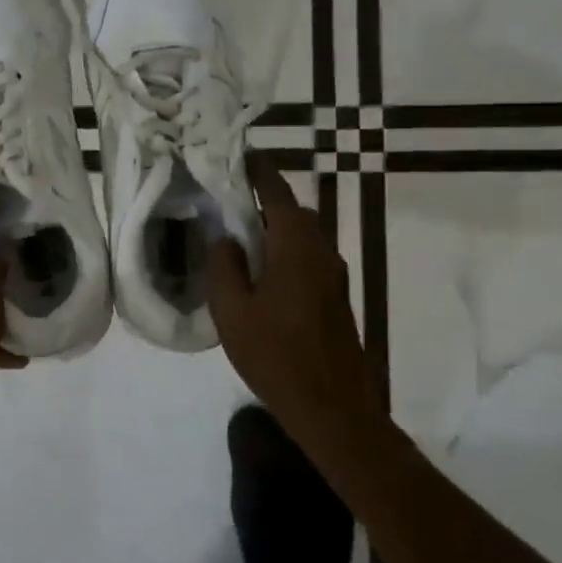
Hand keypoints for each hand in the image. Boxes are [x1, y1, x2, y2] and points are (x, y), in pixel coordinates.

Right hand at [207, 157, 377, 441]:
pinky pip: (309, 258)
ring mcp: (334, 275)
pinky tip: (262, 275)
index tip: (239, 155)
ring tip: (241, 240)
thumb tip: (226, 238)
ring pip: (304, 236)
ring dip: (277, 229)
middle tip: (231, 204)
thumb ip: (224, 266)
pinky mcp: (337, 297)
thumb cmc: (276, 355)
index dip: (258, 172)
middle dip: (266, 201)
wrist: (332, 407)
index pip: (277, 193)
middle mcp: (321, 252)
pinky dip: (286, 252)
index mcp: (296, 247)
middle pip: (294, 212)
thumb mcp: (233, 311)